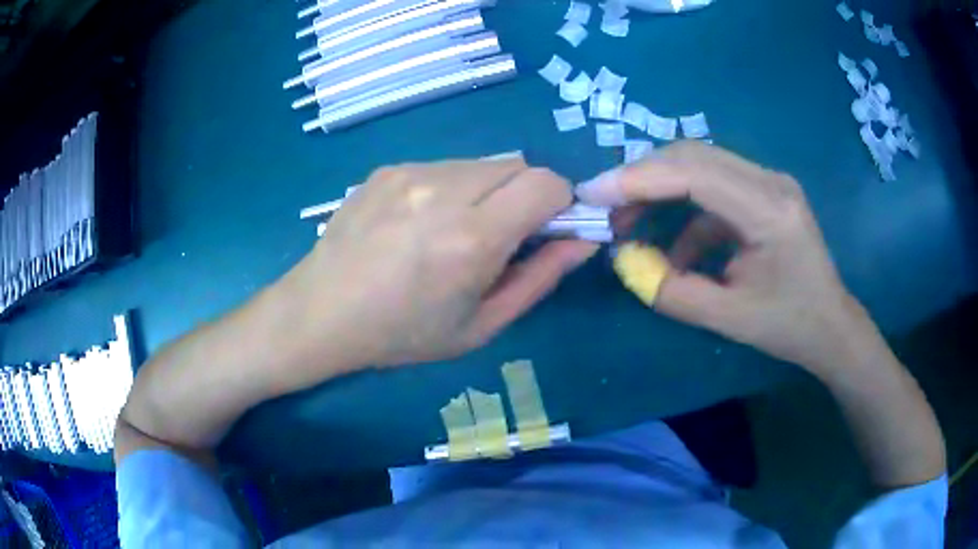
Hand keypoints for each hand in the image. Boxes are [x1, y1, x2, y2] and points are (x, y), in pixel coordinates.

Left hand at [279, 157, 598, 374]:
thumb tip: (584, 240)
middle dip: (526, 195)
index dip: (561, 202)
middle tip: (500, 236)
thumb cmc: (403, 333)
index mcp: (471, 237)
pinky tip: (420, 222)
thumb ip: (540, 277)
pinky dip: (453, 187)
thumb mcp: (481, 325)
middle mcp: (443, 190)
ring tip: (454, 231)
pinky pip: (445, 166)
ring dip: (489, 191)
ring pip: (483, 163)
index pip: (548, 184)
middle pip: (519, 165)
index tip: (547, 230)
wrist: (321, 312)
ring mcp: (411, 172)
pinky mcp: (389, 167)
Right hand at [576, 141, 876, 376]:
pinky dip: (685, 211)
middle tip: (607, 208)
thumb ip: (673, 291)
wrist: (831, 325)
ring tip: (630, 224)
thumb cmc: (789, 326)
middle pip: (693, 156)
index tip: (593, 193)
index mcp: (770, 211)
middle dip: (643, 178)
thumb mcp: (728, 319)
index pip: (695, 173)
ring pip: (700, 165)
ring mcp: (768, 181)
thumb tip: (626, 262)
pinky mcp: (764, 191)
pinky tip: (678, 249)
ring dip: (660, 189)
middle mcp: (770, 181)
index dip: (639, 179)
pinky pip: (714, 187)